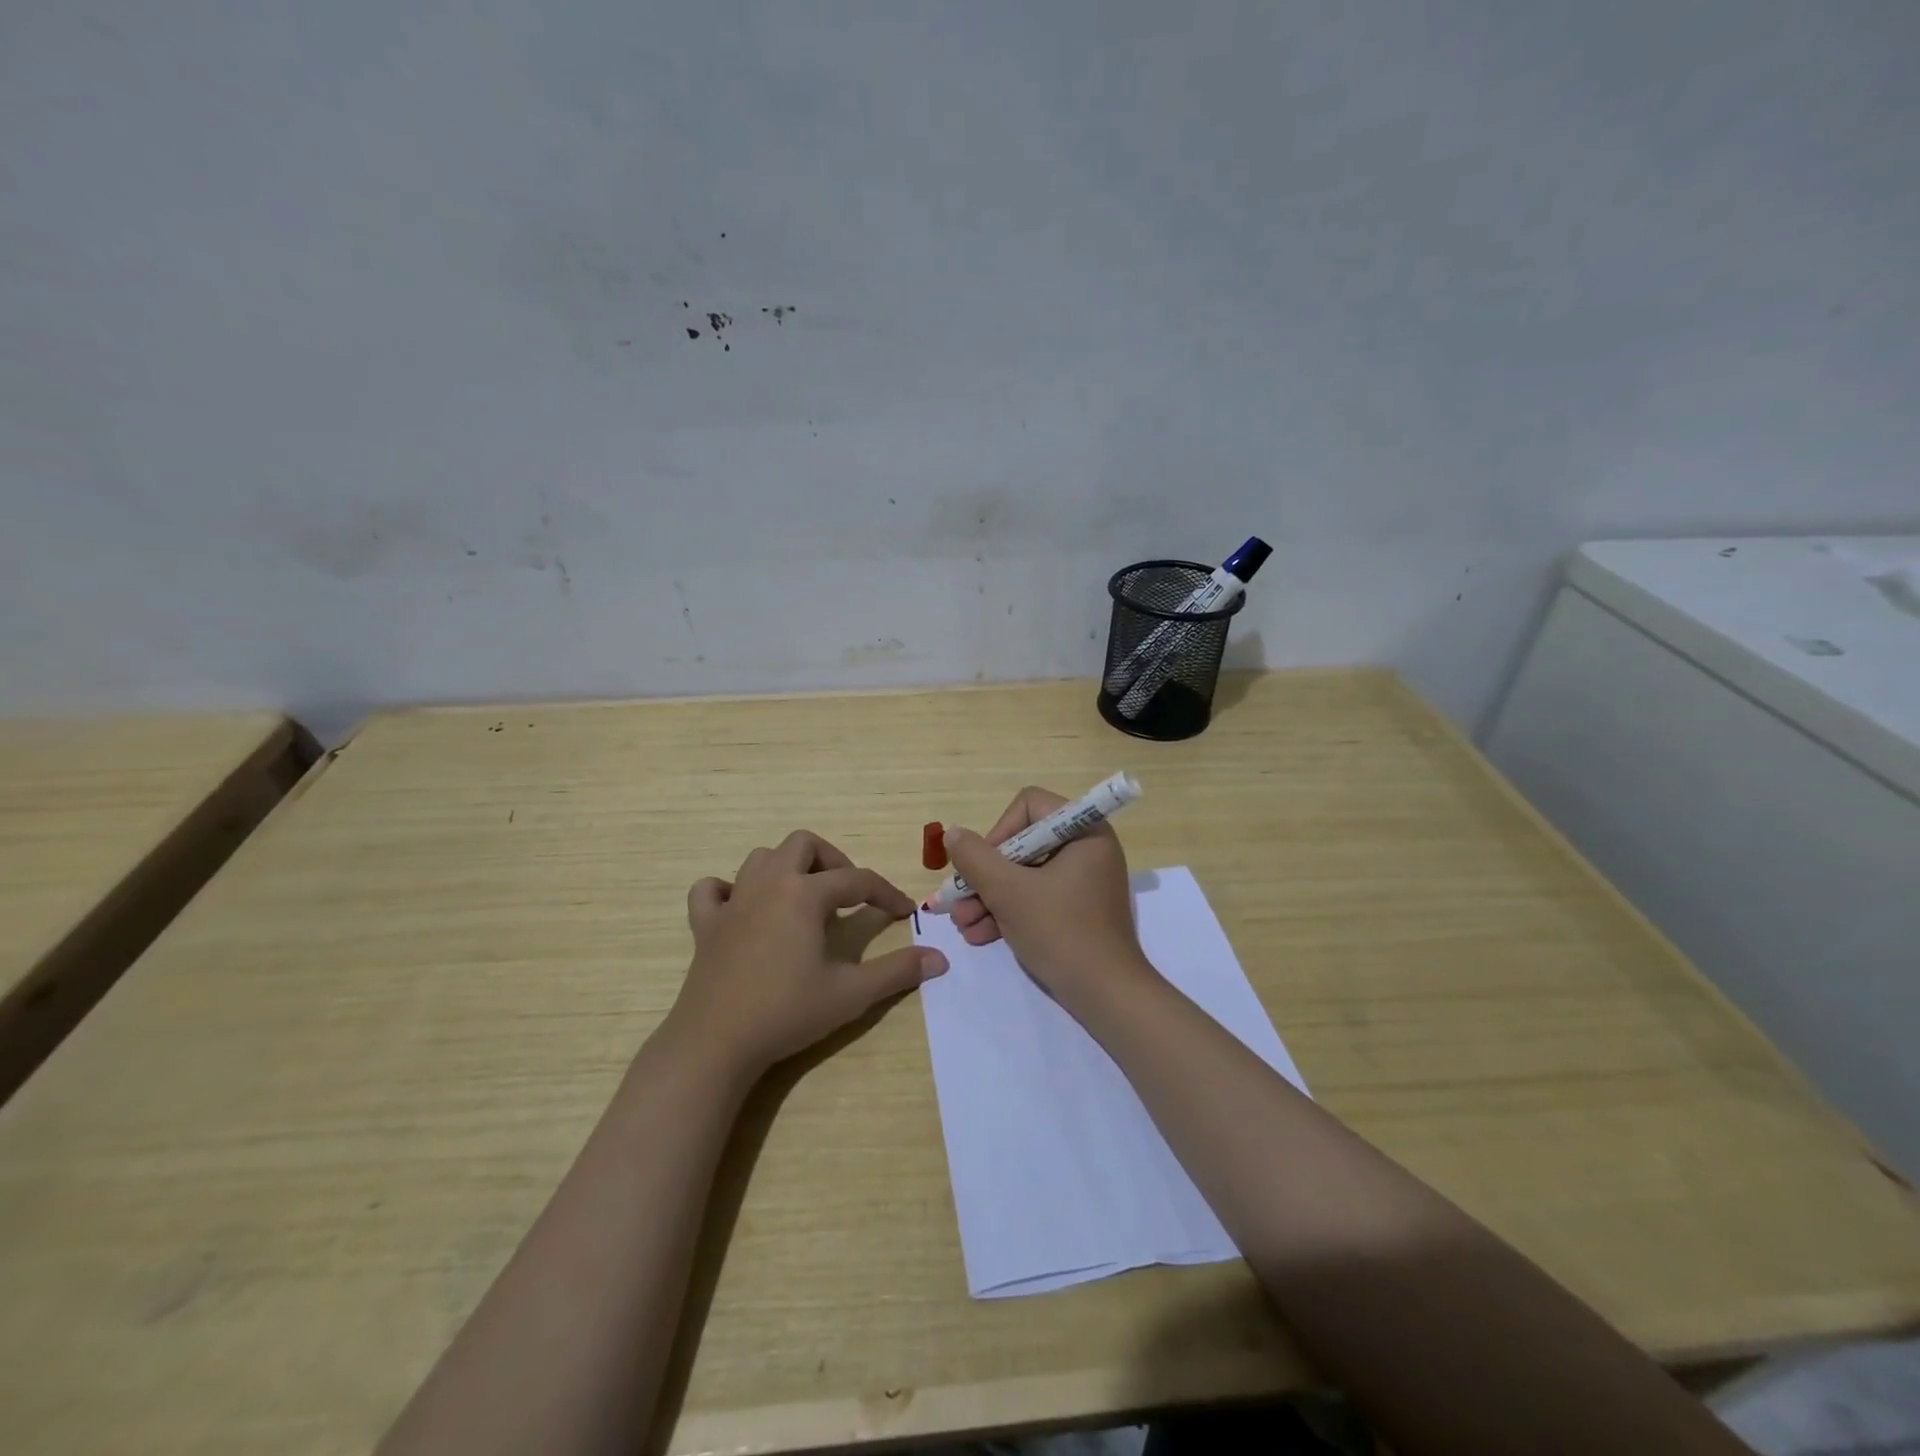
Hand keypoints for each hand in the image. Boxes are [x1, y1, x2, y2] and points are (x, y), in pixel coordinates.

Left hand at [668, 830, 947, 1076]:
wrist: (716, 1043)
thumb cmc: (787, 1012)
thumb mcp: (851, 993)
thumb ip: (897, 971)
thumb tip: (939, 958)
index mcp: (805, 894)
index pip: (857, 880)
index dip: (886, 894)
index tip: (904, 912)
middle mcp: (768, 884)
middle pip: (803, 844)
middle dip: (832, 860)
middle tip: (847, 894)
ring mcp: (732, 901)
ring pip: (761, 858)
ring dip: (787, 867)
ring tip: (804, 898)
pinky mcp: (705, 924)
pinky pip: (710, 890)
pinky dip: (728, 890)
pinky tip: (743, 909)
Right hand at [940, 786, 1147, 1003]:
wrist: (1106, 996)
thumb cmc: (1061, 932)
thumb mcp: (1009, 892)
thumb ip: (975, 858)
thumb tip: (953, 834)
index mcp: (1084, 832)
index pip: (1029, 806)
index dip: (999, 831)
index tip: (982, 866)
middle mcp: (1086, 849)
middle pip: (1022, 843)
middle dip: (985, 875)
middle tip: (958, 900)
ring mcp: (1082, 881)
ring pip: (1024, 874)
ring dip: (989, 897)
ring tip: (962, 925)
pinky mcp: (1076, 909)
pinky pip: (1035, 897)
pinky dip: (1008, 912)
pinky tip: (979, 935)